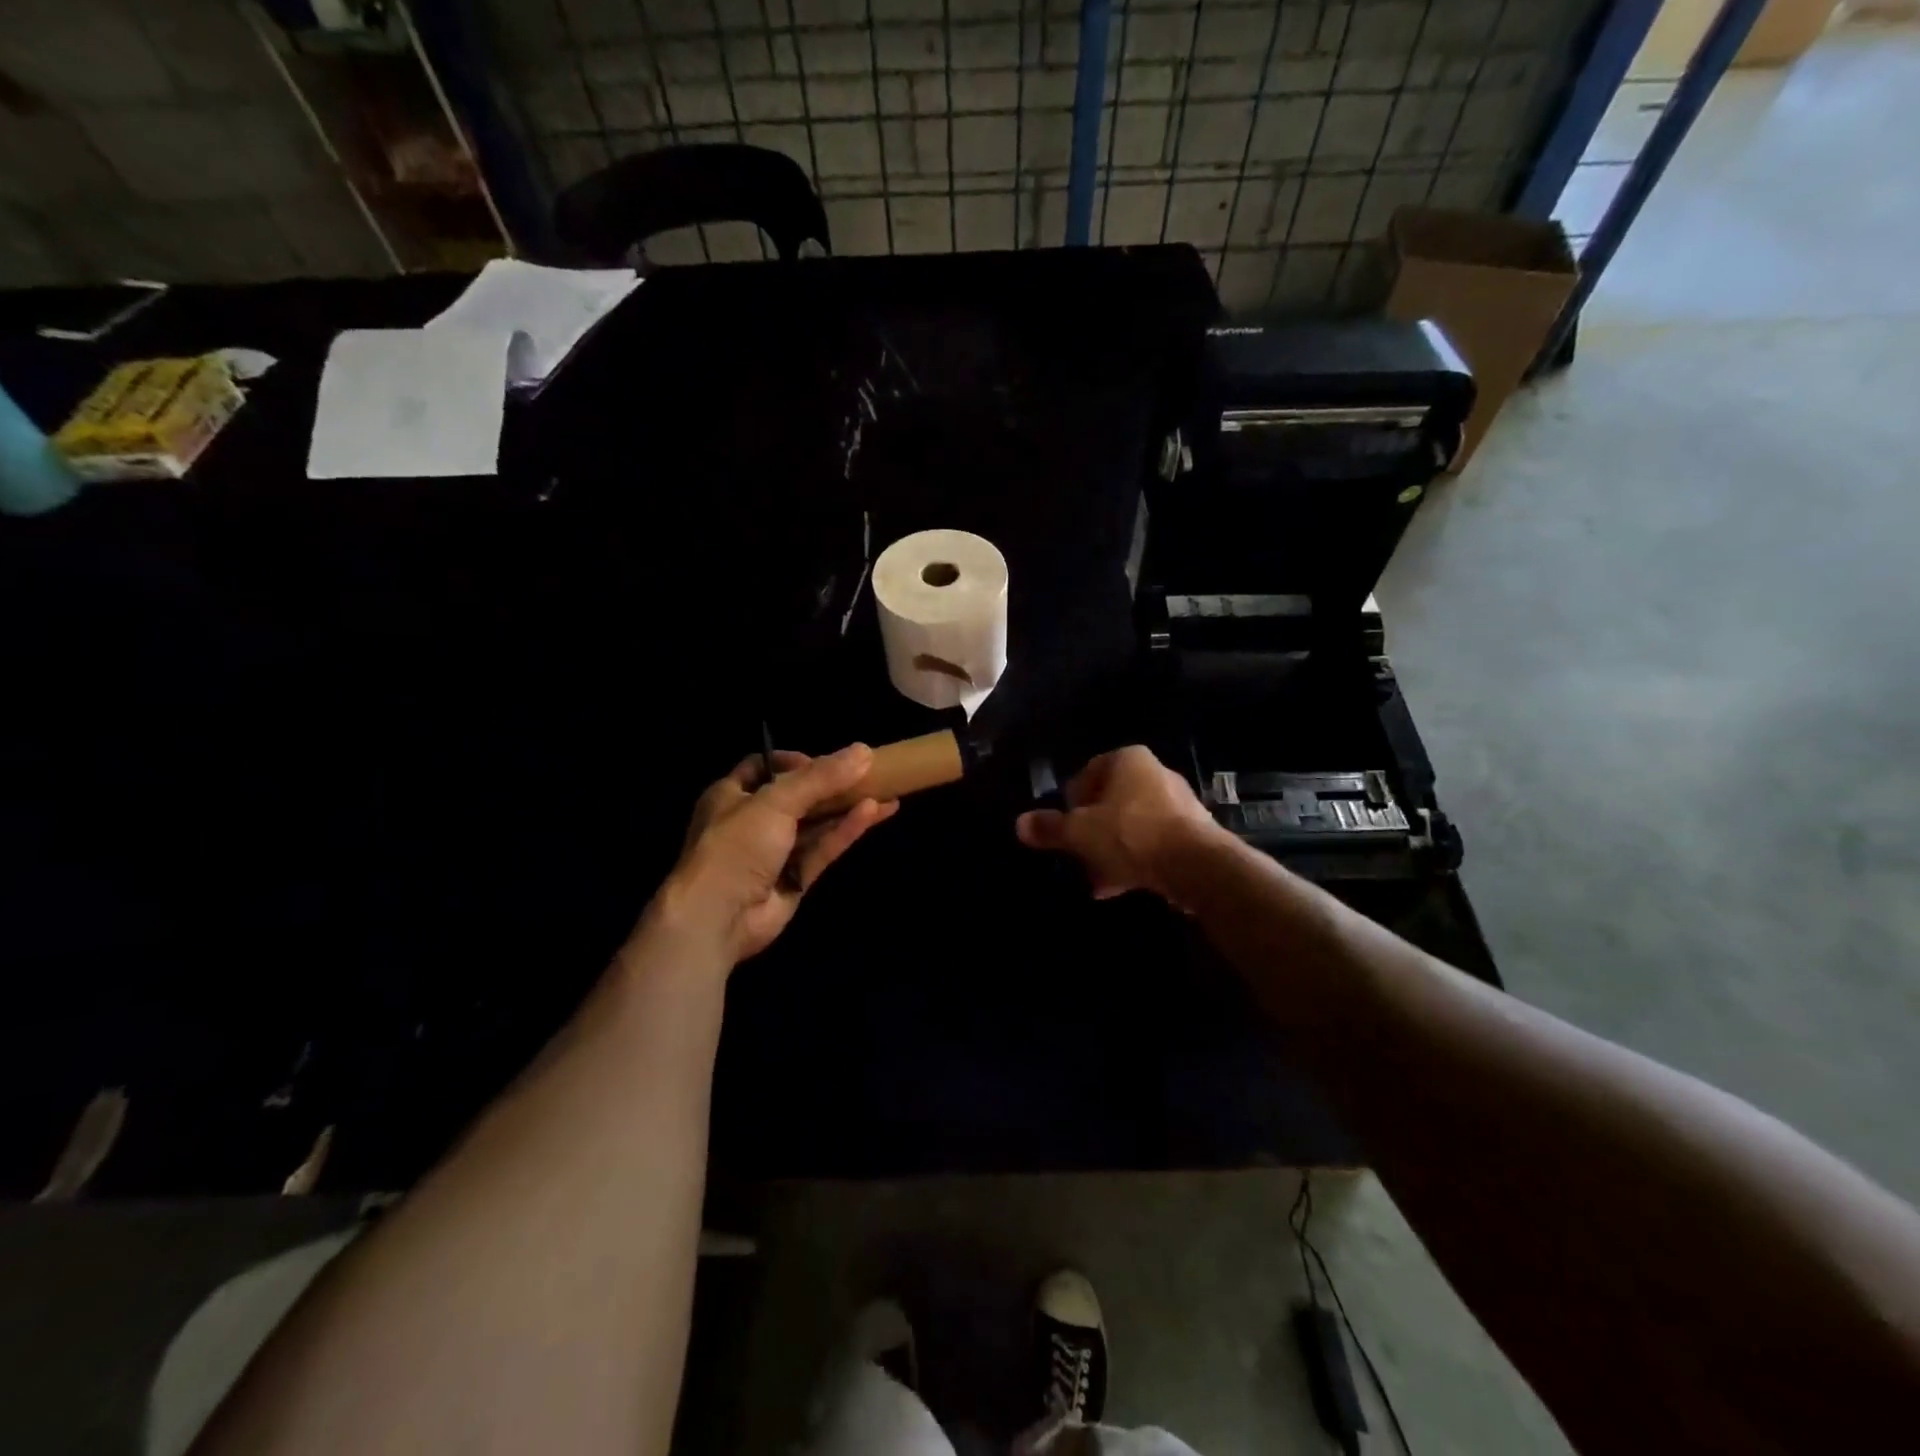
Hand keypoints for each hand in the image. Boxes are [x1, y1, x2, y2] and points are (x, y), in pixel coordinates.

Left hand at [653, 745, 898, 966]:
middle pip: (797, 796)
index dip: (792, 761)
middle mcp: (751, 821)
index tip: (825, 760)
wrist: (718, 916)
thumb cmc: (737, 845)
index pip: (763, 768)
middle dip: (830, 785)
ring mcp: (774, 853)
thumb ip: (821, 777)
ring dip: (847, 807)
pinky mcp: (794, 878)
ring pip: (816, 824)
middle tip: (865, 773)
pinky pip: (823, 849)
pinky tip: (875, 813)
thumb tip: (863, 751)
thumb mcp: (776, 801)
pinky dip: (846, 831)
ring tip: (886, 790)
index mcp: (731, 795)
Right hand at [1015, 746, 1217, 899]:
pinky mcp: (1191, 834)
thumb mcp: (1079, 833)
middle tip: (1077, 855)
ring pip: (1130, 826)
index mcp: (1128, 760)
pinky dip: (1133, 861)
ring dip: (1110, 850)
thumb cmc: (1130, 834)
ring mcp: (1177, 804)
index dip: (1070, 801)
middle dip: (1091, 831)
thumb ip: (1049, 828)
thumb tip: (1020, 824)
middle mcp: (1155, 773)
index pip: (1087, 772)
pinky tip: (1117, 886)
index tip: (1064, 827)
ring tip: (1095, 879)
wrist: (1196, 866)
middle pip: (1110, 801)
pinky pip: (1151, 844)